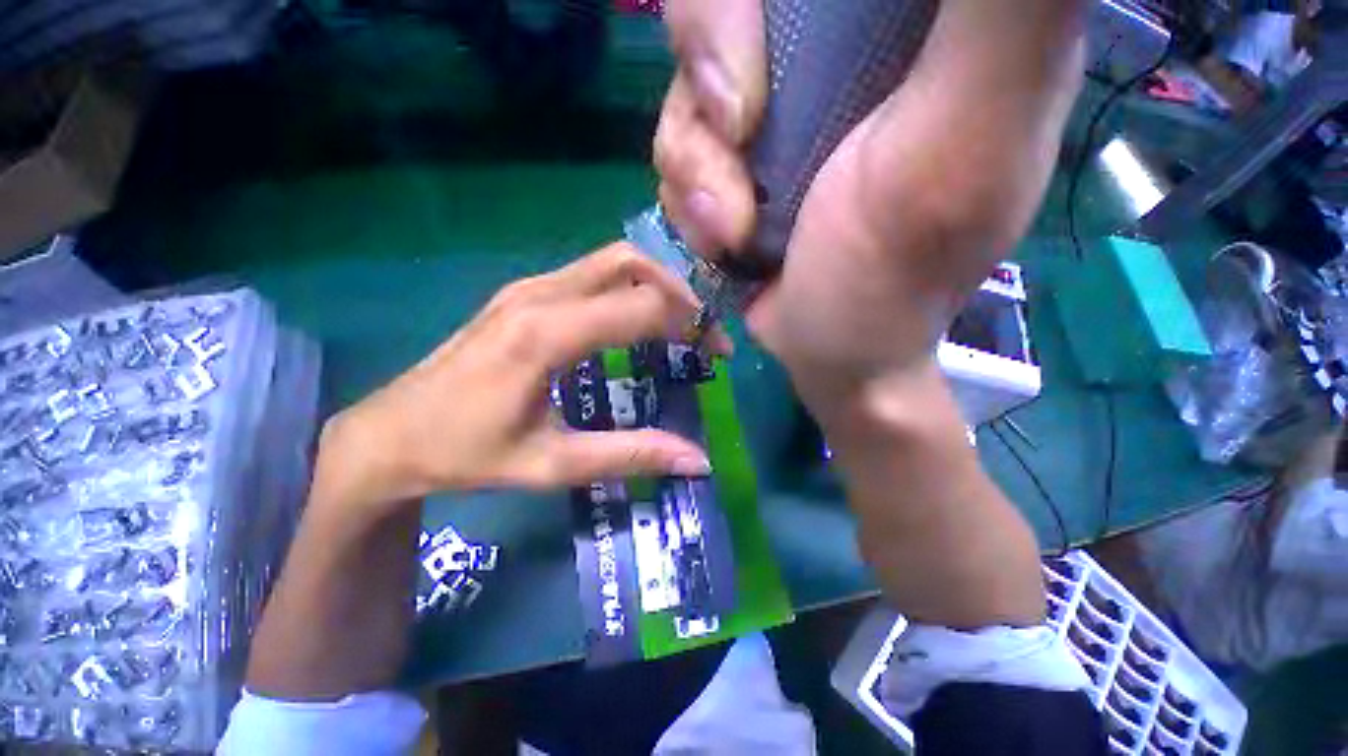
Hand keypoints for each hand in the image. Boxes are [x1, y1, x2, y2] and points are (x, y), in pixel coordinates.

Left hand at [313, 243, 728, 513]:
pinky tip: (637, 322)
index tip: (716, 351)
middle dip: (679, 292)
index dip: (689, 324)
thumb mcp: (552, 465)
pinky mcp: (523, 294)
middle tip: (703, 332)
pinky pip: (591, 274)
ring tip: (680, 325)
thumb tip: (697, 461)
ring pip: (612, 262)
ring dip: (655, 285)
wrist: (389, 434)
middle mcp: (540, 295)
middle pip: (631, 264)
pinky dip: (628, 289)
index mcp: (545, 335)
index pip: (641, 307)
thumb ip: (629, 456)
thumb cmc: (466, 453)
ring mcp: (528, 288)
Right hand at [654, 0, 1083, 427]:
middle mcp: (841, 50)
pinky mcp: (737, 161)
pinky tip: (722, 241)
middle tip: (739, 148)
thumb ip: (1009, 17)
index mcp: (914, 23)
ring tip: (732, 230)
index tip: (759, 85)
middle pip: (724, 11)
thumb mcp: (964, 140)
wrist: (832, 354)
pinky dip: (687, 199)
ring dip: (696, 168)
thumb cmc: (894, 274)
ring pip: (688, 87)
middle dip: (708, 85)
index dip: (757, 8)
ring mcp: (779, 108)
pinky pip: (677, 146)